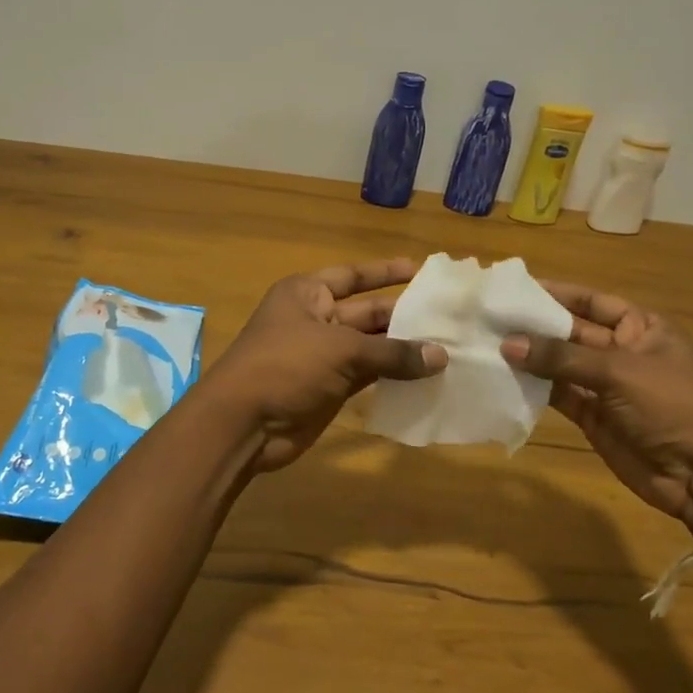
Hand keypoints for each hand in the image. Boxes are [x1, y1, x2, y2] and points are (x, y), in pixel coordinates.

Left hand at [206, 259, 446, 471]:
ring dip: (403, 349)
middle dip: (403, 315)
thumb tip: (441, 356)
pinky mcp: (330, 388)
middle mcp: (315, 318)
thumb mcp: (340, 350)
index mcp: (307, 293)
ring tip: (448, 347)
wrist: (244, 423)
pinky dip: (393, 376)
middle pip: (367, 312)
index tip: (420, 269)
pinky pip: (368, 375)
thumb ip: (392, 353)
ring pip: (370, 346)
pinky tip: (426, 377)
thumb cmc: (285, 366)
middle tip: (448, 317)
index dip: (385, 272)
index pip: (353, 276)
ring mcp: (322, 355)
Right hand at [501, 283, 692, 536]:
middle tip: (490, 318)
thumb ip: (561, 357)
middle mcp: (621, 351)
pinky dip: (534, 387)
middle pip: (571, 331)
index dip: (557, 293)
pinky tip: (504, 377)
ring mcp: (605, 386)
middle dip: (535, 326)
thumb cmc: (672, 405)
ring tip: (487, 344)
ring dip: (530, 357)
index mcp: (641, 327)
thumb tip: (508, 344)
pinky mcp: (592, 416)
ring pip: (560, 364)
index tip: (516, 288)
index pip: (592, 301)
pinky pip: (558, 394)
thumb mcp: (618, 371)